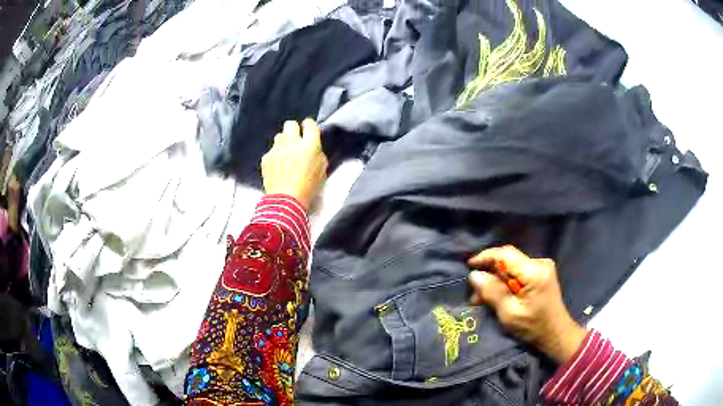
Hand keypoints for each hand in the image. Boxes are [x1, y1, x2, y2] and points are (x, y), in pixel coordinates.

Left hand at [261, 119, 327, 208]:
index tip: (309, 129)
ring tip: (286, 154)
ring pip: (279, 136)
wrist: (286, 201)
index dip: (309, 125)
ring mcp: (277, 150)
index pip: (310, 124)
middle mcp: (292, 143)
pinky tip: (278, 166)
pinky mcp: (266, 158)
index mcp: (310, 145)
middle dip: (294, 130)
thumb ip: (318, 154)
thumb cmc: (308, 188)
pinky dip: (275, 156)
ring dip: (284, 142)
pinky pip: (271, 150)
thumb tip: (314, 148)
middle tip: (296, 140)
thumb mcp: (322, 171)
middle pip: (291, 124)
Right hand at [468, 245, 586, 363]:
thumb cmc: (533, 327)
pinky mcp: (542, 273)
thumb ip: (492, 292)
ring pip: (512, 266)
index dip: (486, 257)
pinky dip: (506, 281)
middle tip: (475, 292)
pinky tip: (499, 295)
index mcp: (534, 272)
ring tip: (483, 298)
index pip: (506, 254)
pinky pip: (518, 271)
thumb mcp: (509, 314)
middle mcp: (540, 263)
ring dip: (497, 279)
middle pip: (508, 259)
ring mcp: (542, 267)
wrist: (556, 333)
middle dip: (490, 273)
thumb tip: (474, 275)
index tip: (469, 265)